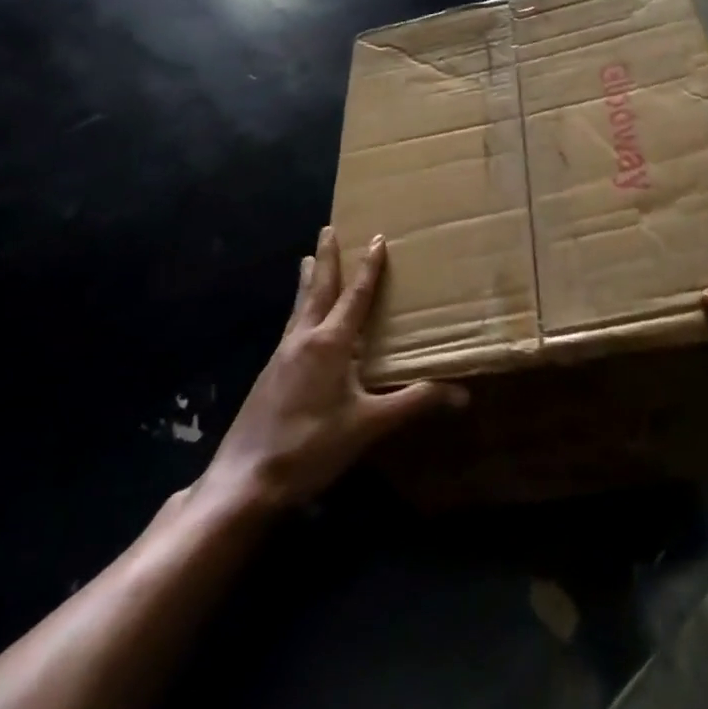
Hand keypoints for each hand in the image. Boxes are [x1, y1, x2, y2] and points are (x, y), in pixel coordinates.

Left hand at [198, 228, 465, 514]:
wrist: (245, 479)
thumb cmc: (311, 446)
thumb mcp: (368, 426)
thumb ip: (412, 404)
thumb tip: (462, 393)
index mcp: (329, 342)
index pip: (355, 295)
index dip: (368, 267)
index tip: (376, 238)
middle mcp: (304, 338)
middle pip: (318, 288)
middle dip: (326, 257)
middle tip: (328, 229)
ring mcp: (282, 354)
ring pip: (299, 305)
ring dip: (308, 280)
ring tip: (307, 259)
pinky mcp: (270, 373)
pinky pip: (291, 326)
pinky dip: (300, 309)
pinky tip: (300, 322)